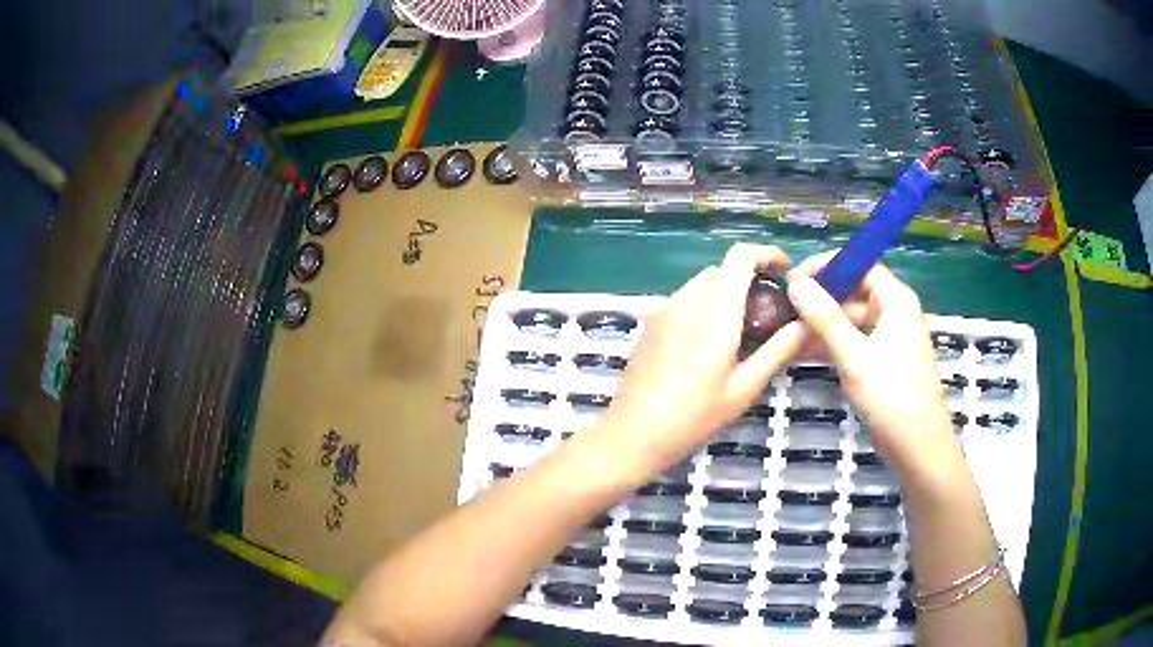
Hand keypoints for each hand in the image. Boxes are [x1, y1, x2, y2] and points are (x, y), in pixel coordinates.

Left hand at [598, 244, 808, 478]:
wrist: (633, 433)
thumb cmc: (694, 416)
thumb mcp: (744, 388)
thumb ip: (778, 351)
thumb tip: (806, 324)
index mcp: (715, 313)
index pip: (740, 256)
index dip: (766, 254)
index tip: (785, 272)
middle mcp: (687, 300)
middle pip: (723, 269)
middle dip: (751, 280)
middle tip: (769, 314)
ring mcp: (664, 309)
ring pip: (703, 283)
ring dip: (727, 293)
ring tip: (741, 331)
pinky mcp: (651, 322)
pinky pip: (685, 299)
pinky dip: (706, 305)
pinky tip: (709, 343)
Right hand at [785, 252, 954, 470]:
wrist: (918, 447)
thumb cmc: (892, 396)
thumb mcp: (855, 356)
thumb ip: (825, 318)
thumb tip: (796, 284)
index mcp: (896, 300)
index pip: (860, 265)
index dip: (826, 266)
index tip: (794, 279)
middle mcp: (895, 312)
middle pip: (854, 291)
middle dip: (821, 298)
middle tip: (786, 310)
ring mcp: (890, 338)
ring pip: (852, 319)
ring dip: (823, 325)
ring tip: (788, 333)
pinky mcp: (884, 360)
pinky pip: (855, 341)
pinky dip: (833, 344)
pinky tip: (805, 352)